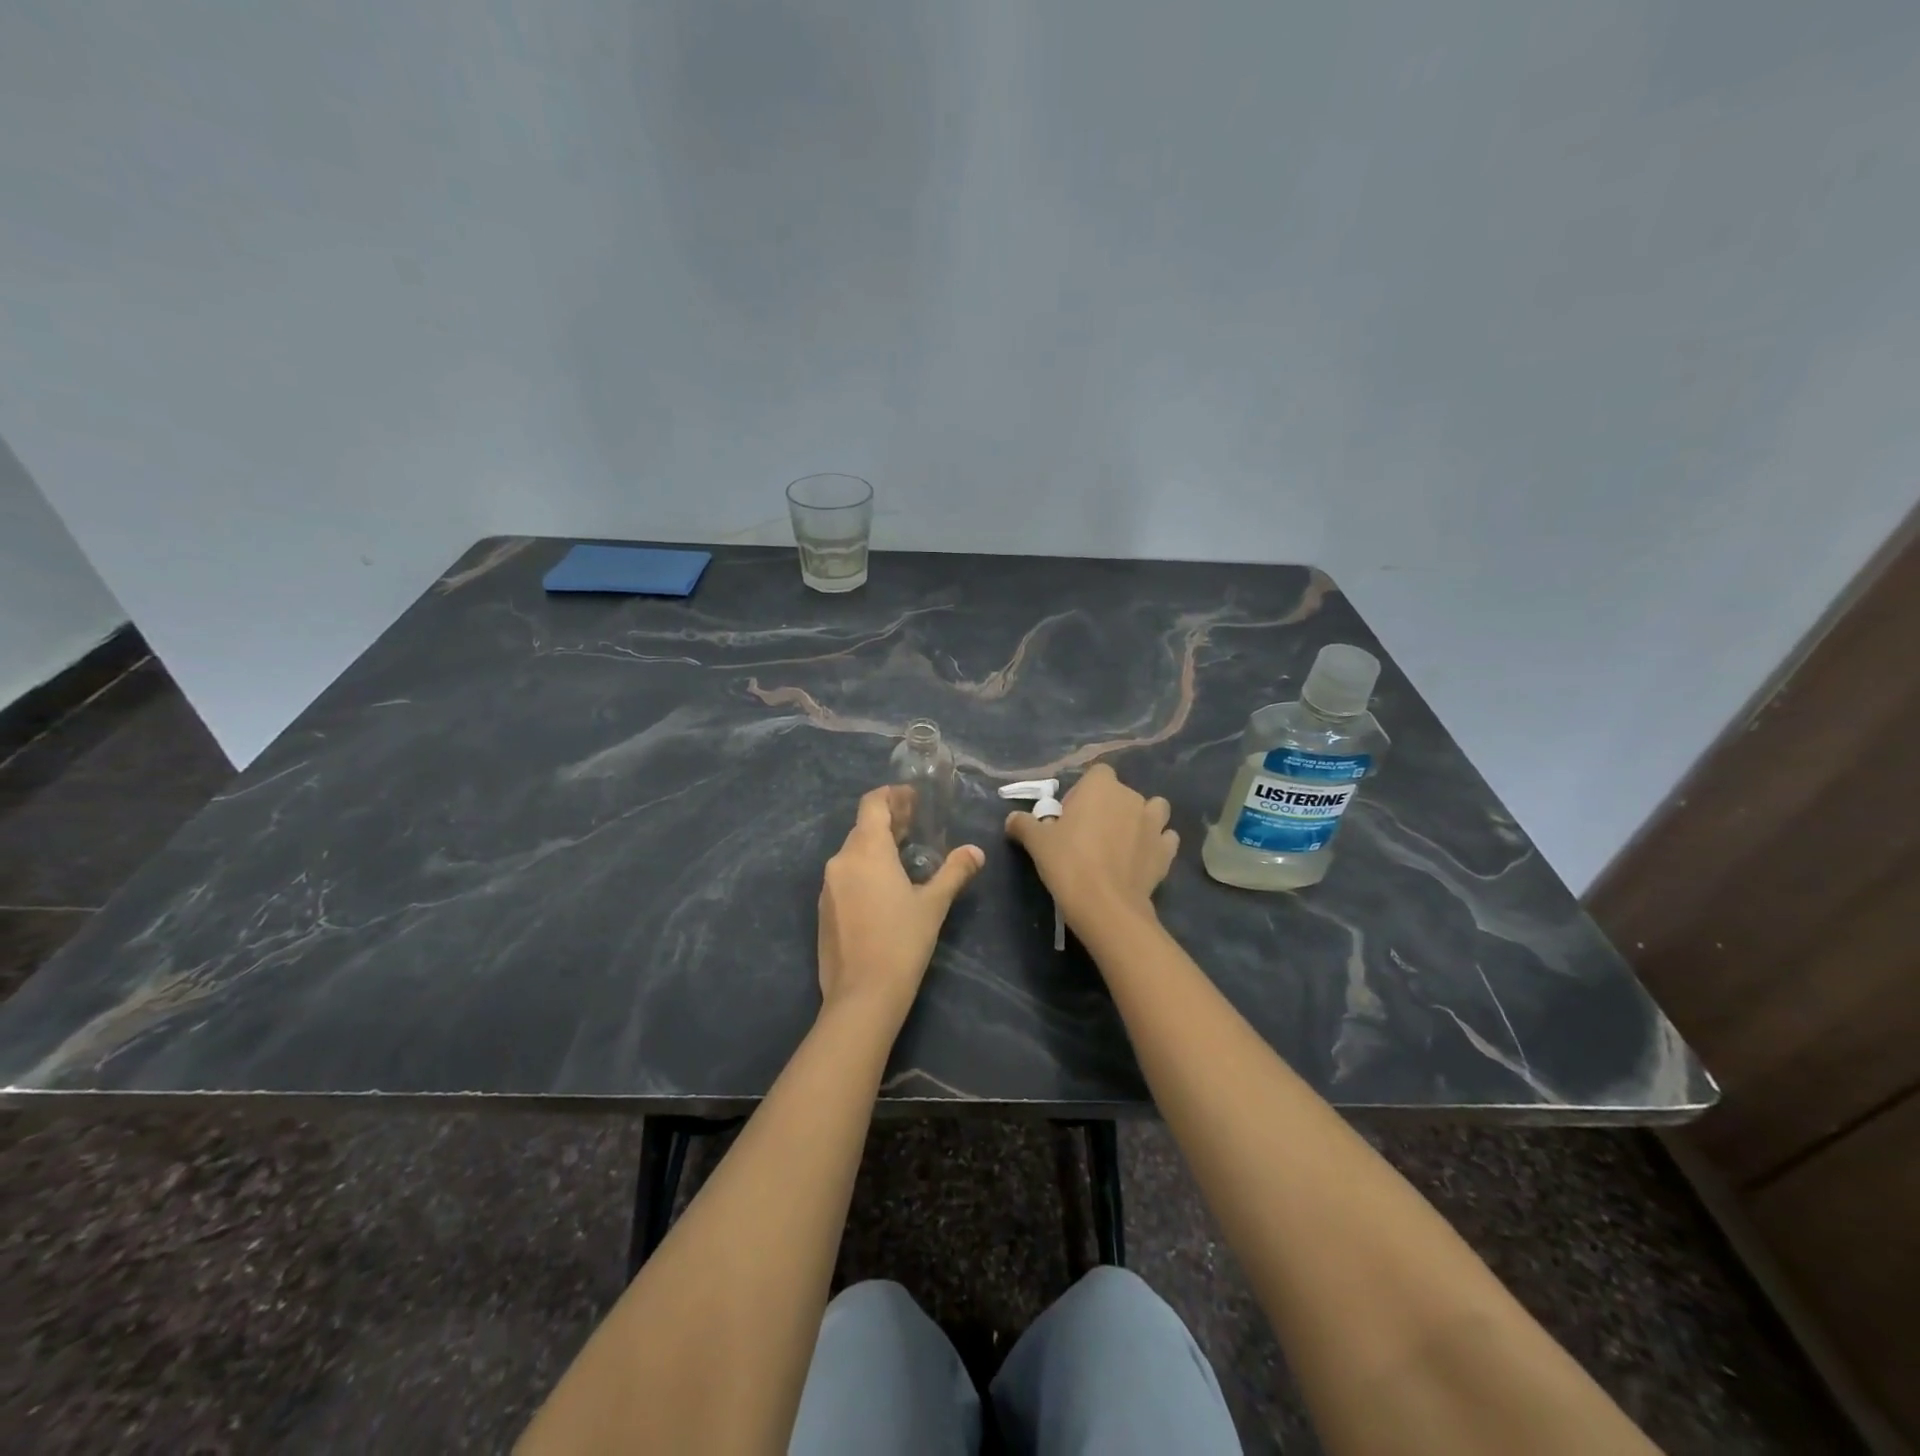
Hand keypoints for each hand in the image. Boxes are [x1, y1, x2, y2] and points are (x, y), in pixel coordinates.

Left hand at [817, 786, 984, 1020]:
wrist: (862, 995)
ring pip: (853, 853)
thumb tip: (976, 852)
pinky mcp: (824, 909)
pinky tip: (884, 889)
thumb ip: (954, 872)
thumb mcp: (933, 904)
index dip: (892, 796)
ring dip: (877, 847)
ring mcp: (828, 886)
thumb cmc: (902, 942)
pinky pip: (845, 876)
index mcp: (866, 851)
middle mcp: (841, 861)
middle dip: (889, 822)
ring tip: (904, 857)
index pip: (872, 804)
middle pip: (863, 827)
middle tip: (916, 826)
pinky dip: (864, 871)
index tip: (913, 799)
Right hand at [1004, 763, 1177, 931]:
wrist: (1105, 905)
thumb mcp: (1036, 842)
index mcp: (1101, 786)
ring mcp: (1154, 824)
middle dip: (1108, 808)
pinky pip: (1165, 839)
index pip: (1097, 774)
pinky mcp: (1166, 851)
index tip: (1069, 817)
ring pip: (1153, 810)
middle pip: (1121, 793)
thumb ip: (1024, 824)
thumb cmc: (1068, 863)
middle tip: (1088, 836)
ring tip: (1122, 842)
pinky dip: (1156, 845)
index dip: (1083, 793)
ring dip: (1140, 820)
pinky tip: (1141, 859)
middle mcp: (1132, 797)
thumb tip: (1012, 819)